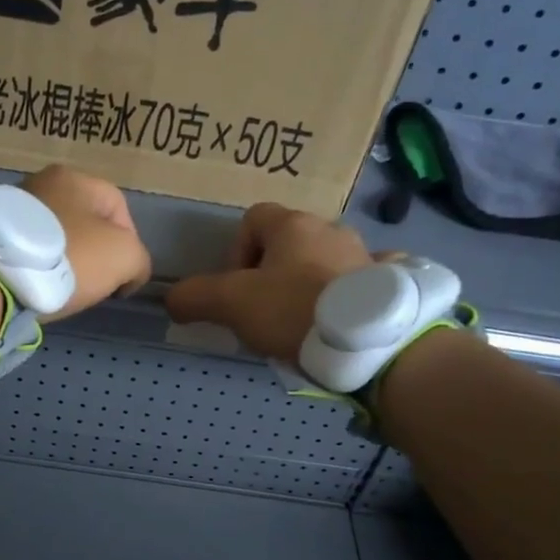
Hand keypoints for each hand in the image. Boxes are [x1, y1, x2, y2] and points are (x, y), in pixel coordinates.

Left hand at [20, 165, 151, 319]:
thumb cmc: (70, 256)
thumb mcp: (125, 257)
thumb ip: (139, 261)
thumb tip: (129, 274)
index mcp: (75, 178)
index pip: (119, 208)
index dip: (131, 243)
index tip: (124, 277)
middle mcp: (41, 183)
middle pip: (84, 222)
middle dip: (95, 253)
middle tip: (95, 284)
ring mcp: (10, 207)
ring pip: (53, 237)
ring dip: (64, 261)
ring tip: (63, 289)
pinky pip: (26, 251)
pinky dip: (36, 268)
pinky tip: (36, 286)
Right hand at [166, 203, 394, 363]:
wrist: (368, 340)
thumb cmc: (292, 309)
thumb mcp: (231, 304)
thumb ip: (195, 297)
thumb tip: (172, 300)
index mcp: (293, 225)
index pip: (253, 219)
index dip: (236, 252)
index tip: (237, 289)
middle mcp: (331, 229)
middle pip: (289, 243)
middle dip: (271, 274)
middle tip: (264, 313)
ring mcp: (365, 254)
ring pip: (323, 262)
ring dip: (307, 285)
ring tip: (301, 325)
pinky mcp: (388, 283)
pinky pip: (361, 282)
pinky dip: (348, 297)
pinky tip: (341, 323)